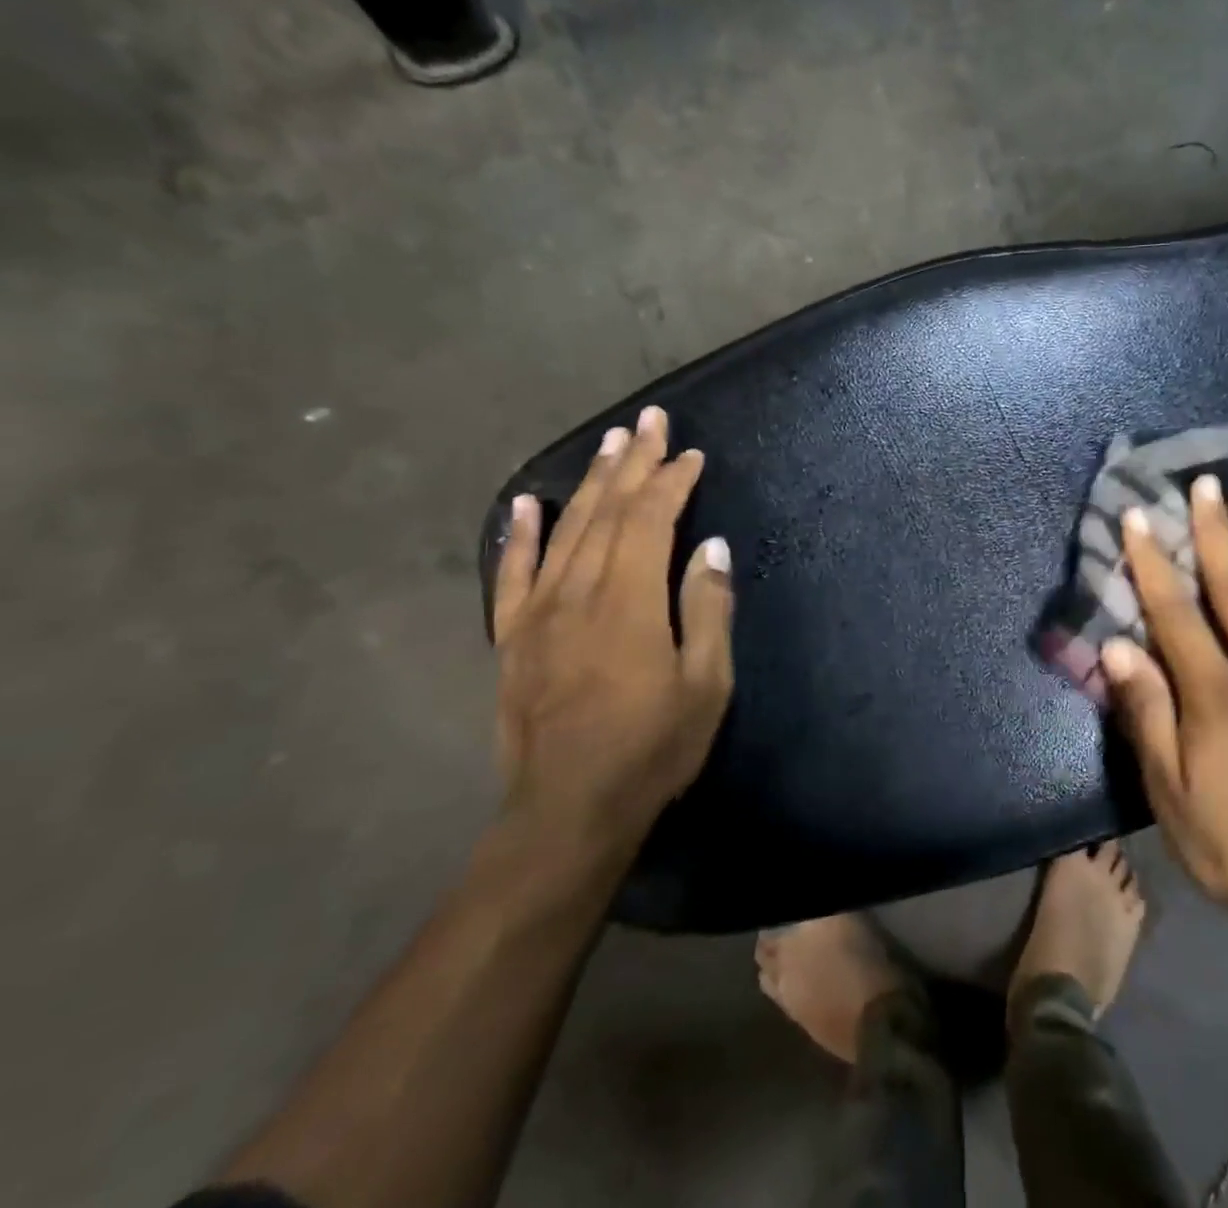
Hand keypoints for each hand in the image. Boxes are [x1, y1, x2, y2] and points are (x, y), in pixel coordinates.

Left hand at [490, 406, 734, 869]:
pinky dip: (521, 535)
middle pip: (608, 513)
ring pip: (567, 531)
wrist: (568, 812)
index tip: (692, 455)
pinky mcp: (513, 639)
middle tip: (650, 420)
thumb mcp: (706, 684)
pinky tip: (528, 503)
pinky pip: (514, 574)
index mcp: (629, 603)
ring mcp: (539, 614)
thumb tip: (711, 548)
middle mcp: (579, 594)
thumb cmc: (652, 749)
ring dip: (590, 482)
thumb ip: (706, 609)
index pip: (651, 521)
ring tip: (610, 442)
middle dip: (633, 462)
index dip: (672, 482)